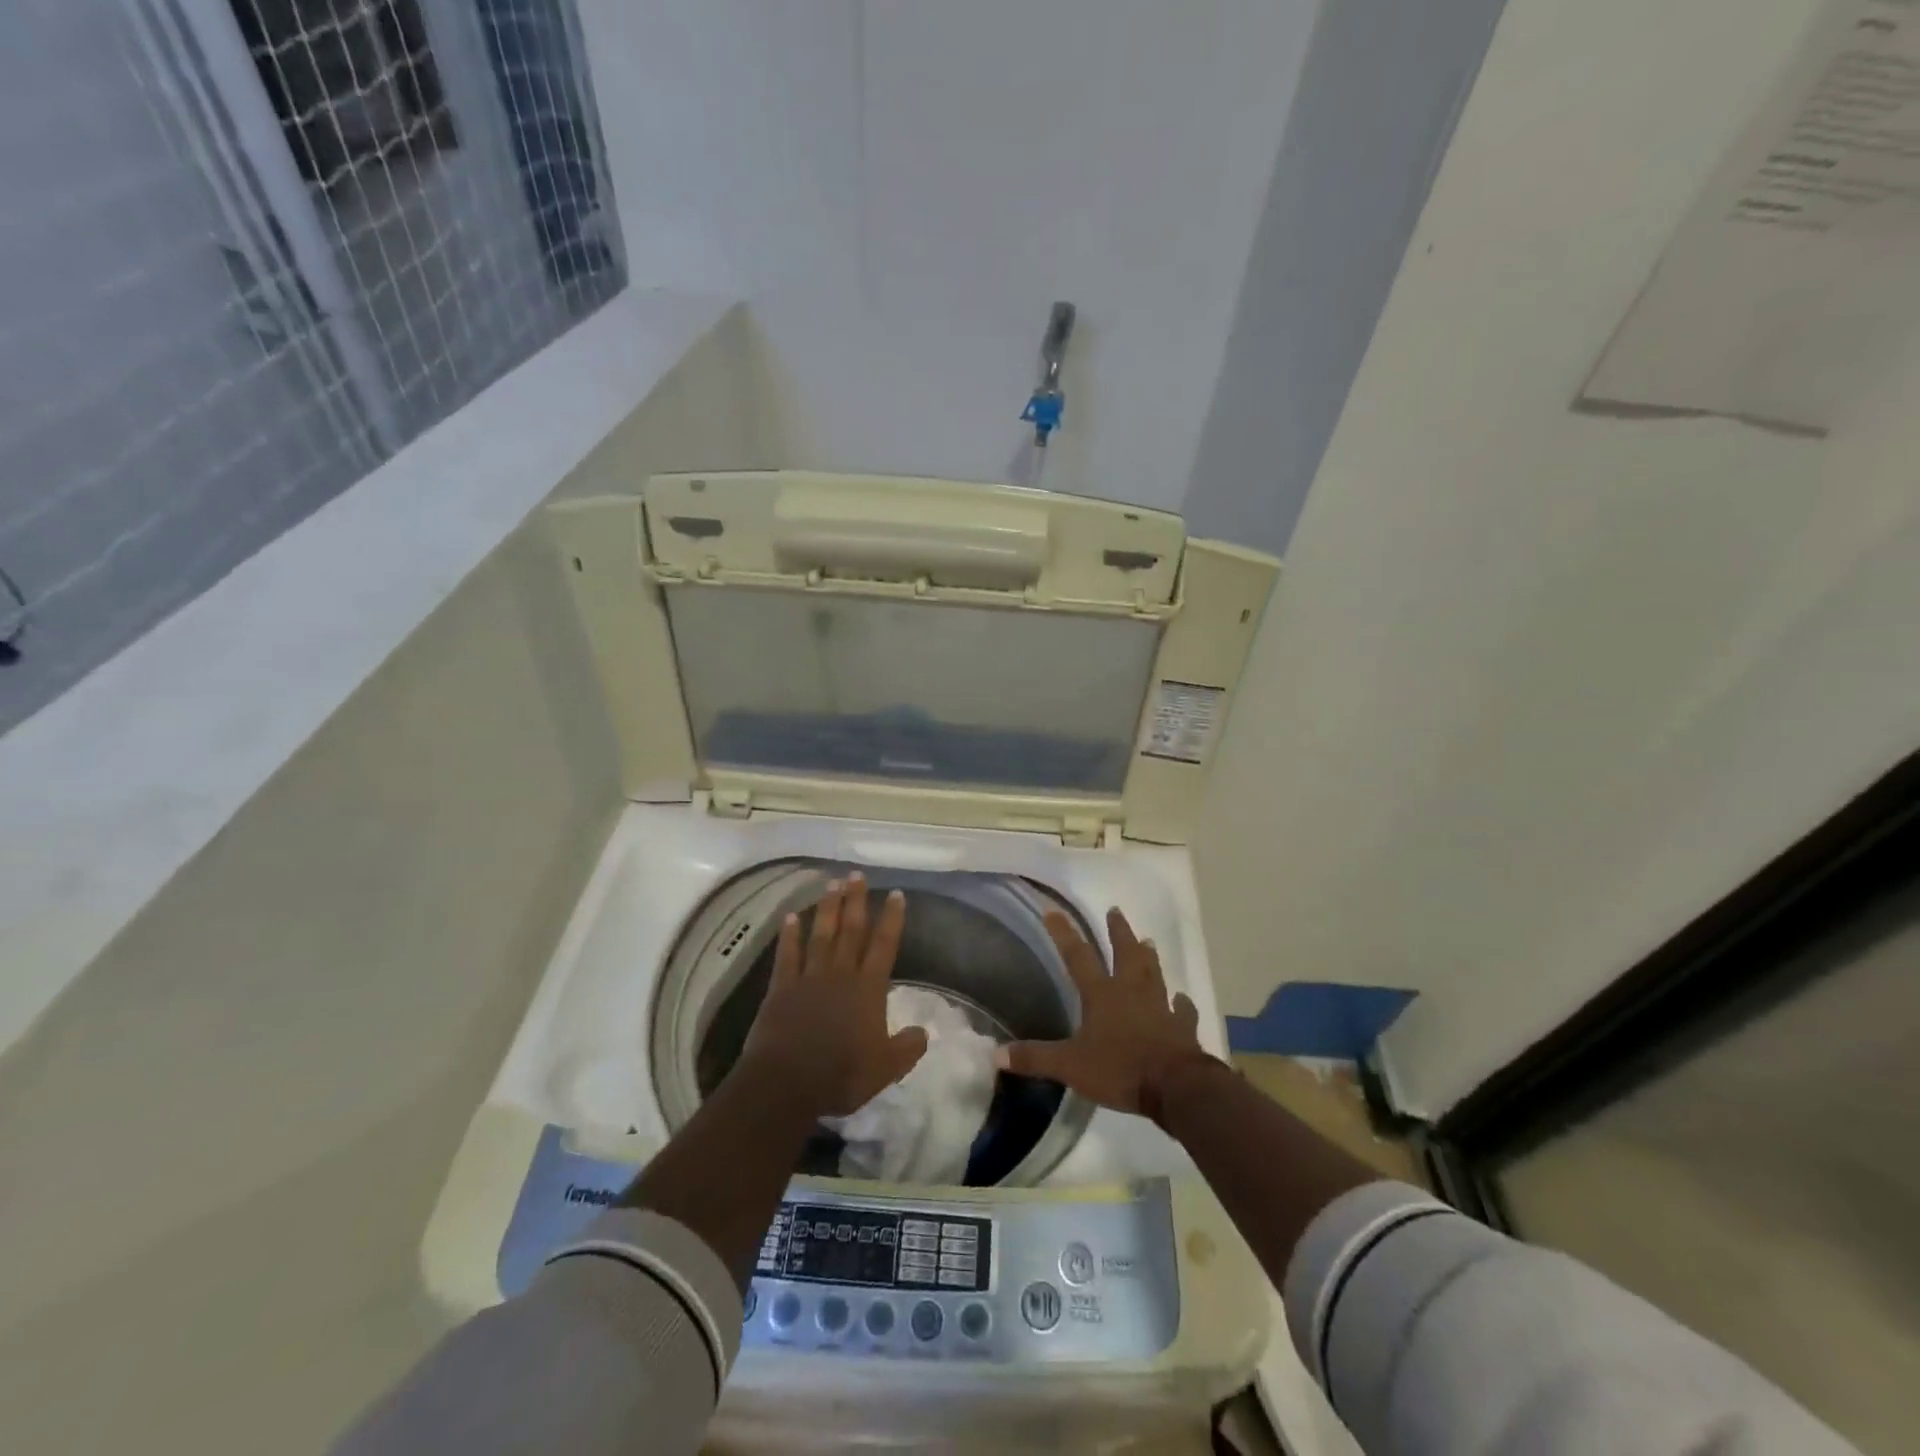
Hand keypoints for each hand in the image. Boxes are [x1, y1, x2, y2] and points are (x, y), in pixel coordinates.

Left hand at [739, 873, 928, 1117]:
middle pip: (851, 930)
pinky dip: (789, 936)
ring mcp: (809, 978)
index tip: (895, 893)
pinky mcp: (781, 988)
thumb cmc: (841, 1075)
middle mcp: (840, 974)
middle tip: (856, 875)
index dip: (891, 919)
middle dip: (856, 901)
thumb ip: (907, 1048)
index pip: (883, 945)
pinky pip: (787, 955)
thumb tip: (923, 1032)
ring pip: (821, 935)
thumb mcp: (886, 1069)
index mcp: (868, 989)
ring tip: (832, 884)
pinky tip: (790, 917)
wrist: (786, 1084)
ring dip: (827, 909)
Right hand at [996, 907, 1216, 1118]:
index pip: (1077, 956)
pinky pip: (1182, 1010)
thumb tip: (996, 1054)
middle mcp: (1131, 991)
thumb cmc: (1120, 1069)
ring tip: (1148, 941)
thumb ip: (1035, 1058)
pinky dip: (1181, 1003)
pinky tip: (1181, 999)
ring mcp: (1160, 1006)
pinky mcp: (1182, 1026)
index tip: (1053, 910)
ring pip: (1153, 973)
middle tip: (1115, 911)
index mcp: (1101, 995)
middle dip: (1118, 931)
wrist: (1176, 1086)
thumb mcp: (1070, 1066)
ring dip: (1149, 957)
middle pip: (1124, 953)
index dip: (1063, 934)